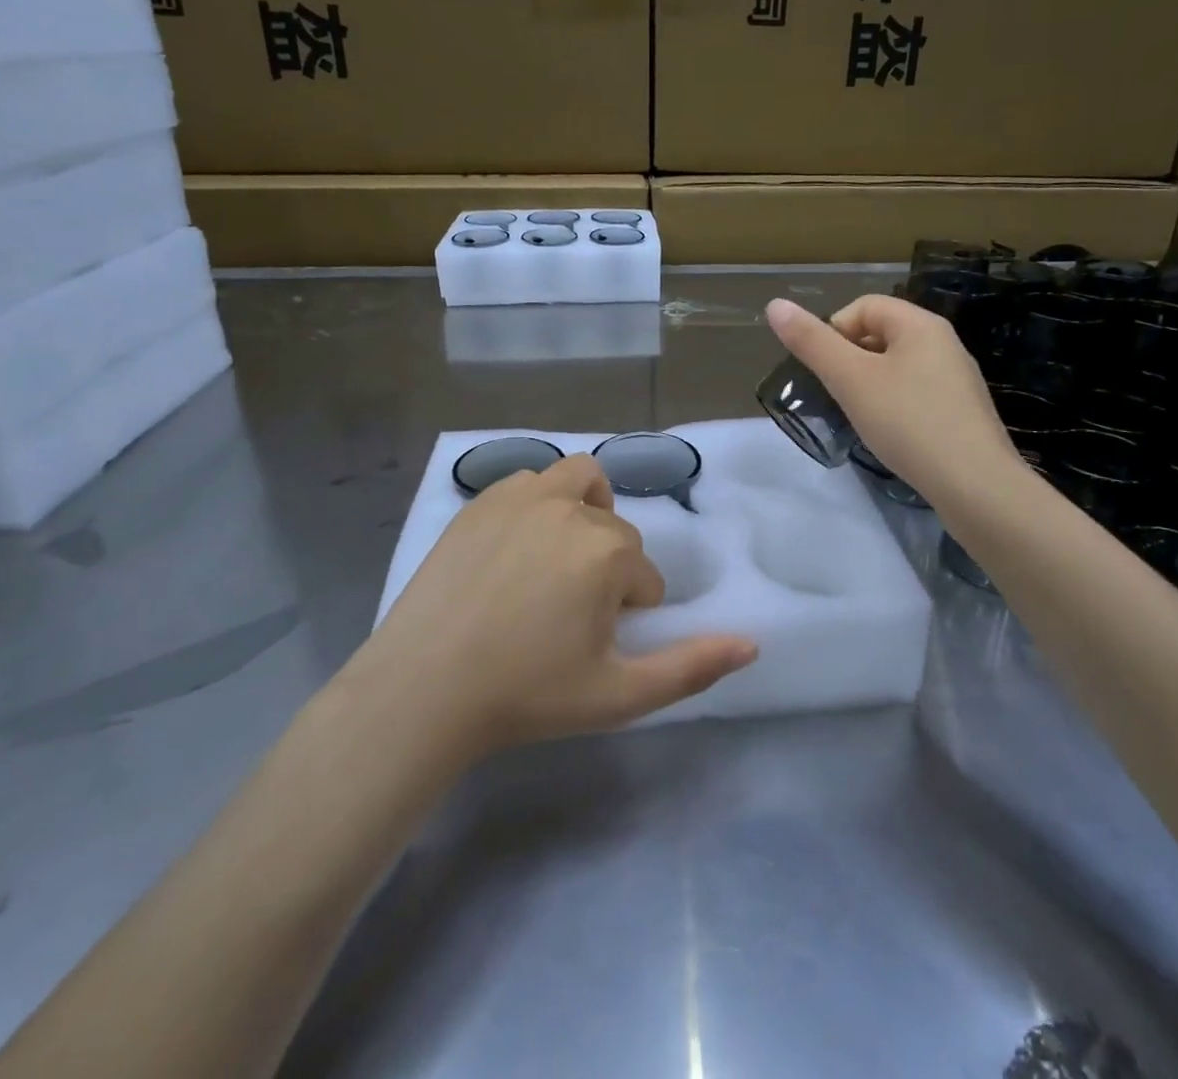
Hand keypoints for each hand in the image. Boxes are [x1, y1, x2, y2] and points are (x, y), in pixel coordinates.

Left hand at [360, 455, 757, 758]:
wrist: (424, 688)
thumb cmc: (527, 695)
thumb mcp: (619, 695)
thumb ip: (691, 668)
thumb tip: (753, 644)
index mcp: (607, 551)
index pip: (645, 575)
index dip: (628, 612)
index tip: (592, 644)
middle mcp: (571, 509)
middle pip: (616, 528)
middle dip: (608, 567)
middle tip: (573, 613)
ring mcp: (520, 497)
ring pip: (578, 481)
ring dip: (585, 512)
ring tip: (559, 560)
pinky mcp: (481, 500)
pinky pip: (529, 482)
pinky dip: (540, 503)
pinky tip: (519, 548)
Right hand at [766, 295, 1026, 507]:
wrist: (976, 487)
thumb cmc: (908, 423)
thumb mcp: (851, 380)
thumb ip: (812, 342)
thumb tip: (775, 305)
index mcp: (920, 325)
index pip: (863, 306)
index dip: (833, 331)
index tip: (824, 371)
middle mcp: (944, 342)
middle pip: (881, 334)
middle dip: (850, 359)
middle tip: (838, 396)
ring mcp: (957, 378)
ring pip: (897, 366)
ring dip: (870, 384)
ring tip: (860, 416)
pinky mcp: (962, 411)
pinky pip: (916, 392)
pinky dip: (894, 405)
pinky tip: (890, 434)